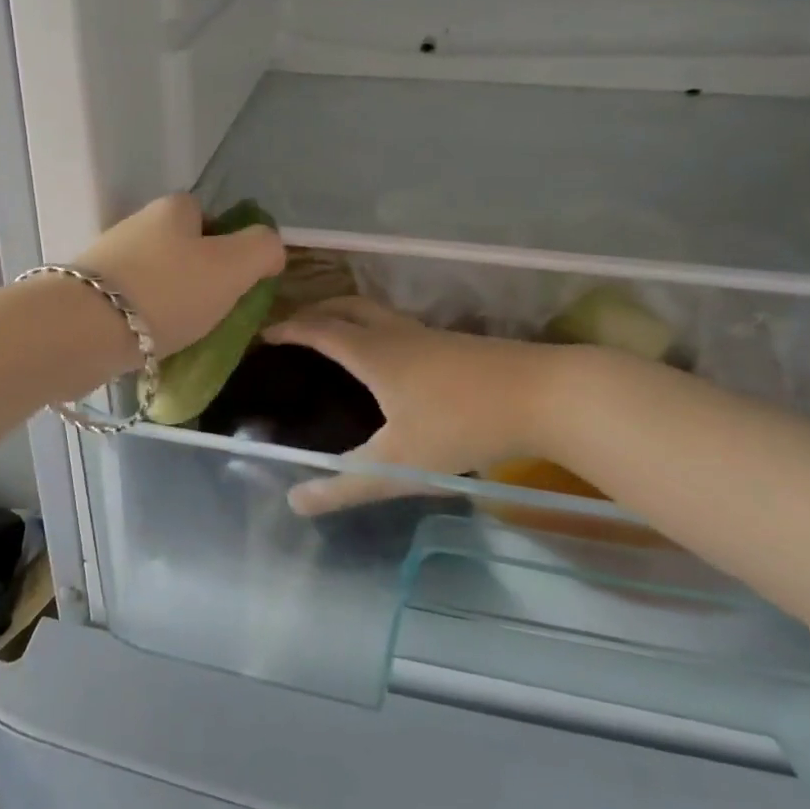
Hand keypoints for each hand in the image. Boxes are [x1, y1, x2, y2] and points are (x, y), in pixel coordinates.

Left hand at [74, 195, 285, 360]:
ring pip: (155, 277)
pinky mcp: (86, 294)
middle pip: (181, 248)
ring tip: (184, 335)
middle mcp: (137, 225)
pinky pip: (130, 304)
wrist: (82, 330)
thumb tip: (270, 248)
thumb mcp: (233, 266)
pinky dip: (144, 321)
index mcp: (173, 210)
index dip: (227, 244)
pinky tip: (152, 345)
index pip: (208, 215)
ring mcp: (108, 260)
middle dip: (199, 277)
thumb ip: (262, 249)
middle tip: (214, 312)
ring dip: (171, 301)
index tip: (235, 281)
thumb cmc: (167, 291)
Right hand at [266, 297, 573, 514]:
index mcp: (373, 353)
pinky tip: (387, 358)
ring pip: (374, 312)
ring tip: (333, 337)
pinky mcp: (453, 344)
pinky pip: (397, 325)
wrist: (545, 394)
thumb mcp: (399, 464)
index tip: (264, 332)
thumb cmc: (463, 424)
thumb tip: (295, 501)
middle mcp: (396, 334)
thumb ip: (347, 486)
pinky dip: (373, 329)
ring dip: (345, 316)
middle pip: (345, 307)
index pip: (319, 330)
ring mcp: (428, 335)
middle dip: (314, 311)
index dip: (288, 329)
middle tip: (293, 327)